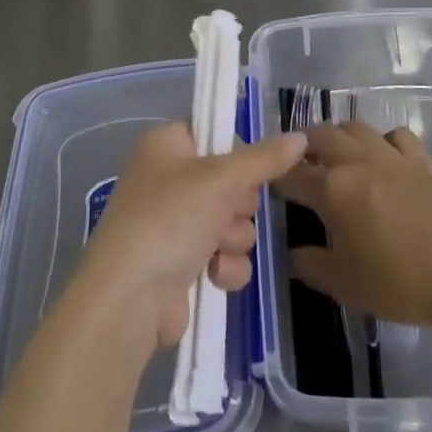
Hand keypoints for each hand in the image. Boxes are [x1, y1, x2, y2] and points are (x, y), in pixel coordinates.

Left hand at [77, 122, 306, 352]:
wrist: (130, 298)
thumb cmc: (170, 218)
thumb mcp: (221, 178)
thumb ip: (264, 158)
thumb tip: (300, 137)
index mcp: (167, 145)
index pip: (214, 133)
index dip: (237, 151)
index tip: (251, 165)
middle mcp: (169, 180)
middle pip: (232, 181)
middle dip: (238, 204)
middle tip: (225, 212)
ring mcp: (176, 224)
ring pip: (234, 221)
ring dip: (234, 238)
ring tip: (215, 249)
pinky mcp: (184, 263)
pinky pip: (226, 255)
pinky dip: (226, 266)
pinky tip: (213, 276)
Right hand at [274, 121, 431, 330]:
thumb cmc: (401, 282)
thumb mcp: (347, 285)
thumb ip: (313, 267)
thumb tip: (292, 255)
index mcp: (333, 190)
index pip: (292, 175)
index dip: (276, 179)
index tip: (269, 185)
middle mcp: (358, 161)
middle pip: (320, 136)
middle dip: (302, 145)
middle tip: (298, 163)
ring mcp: (392, 155)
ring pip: (355, 127)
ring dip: (338, 136)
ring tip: (335, 154)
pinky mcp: (422, 159)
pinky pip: (395, 135)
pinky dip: (381, 140)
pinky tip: (383, 156)